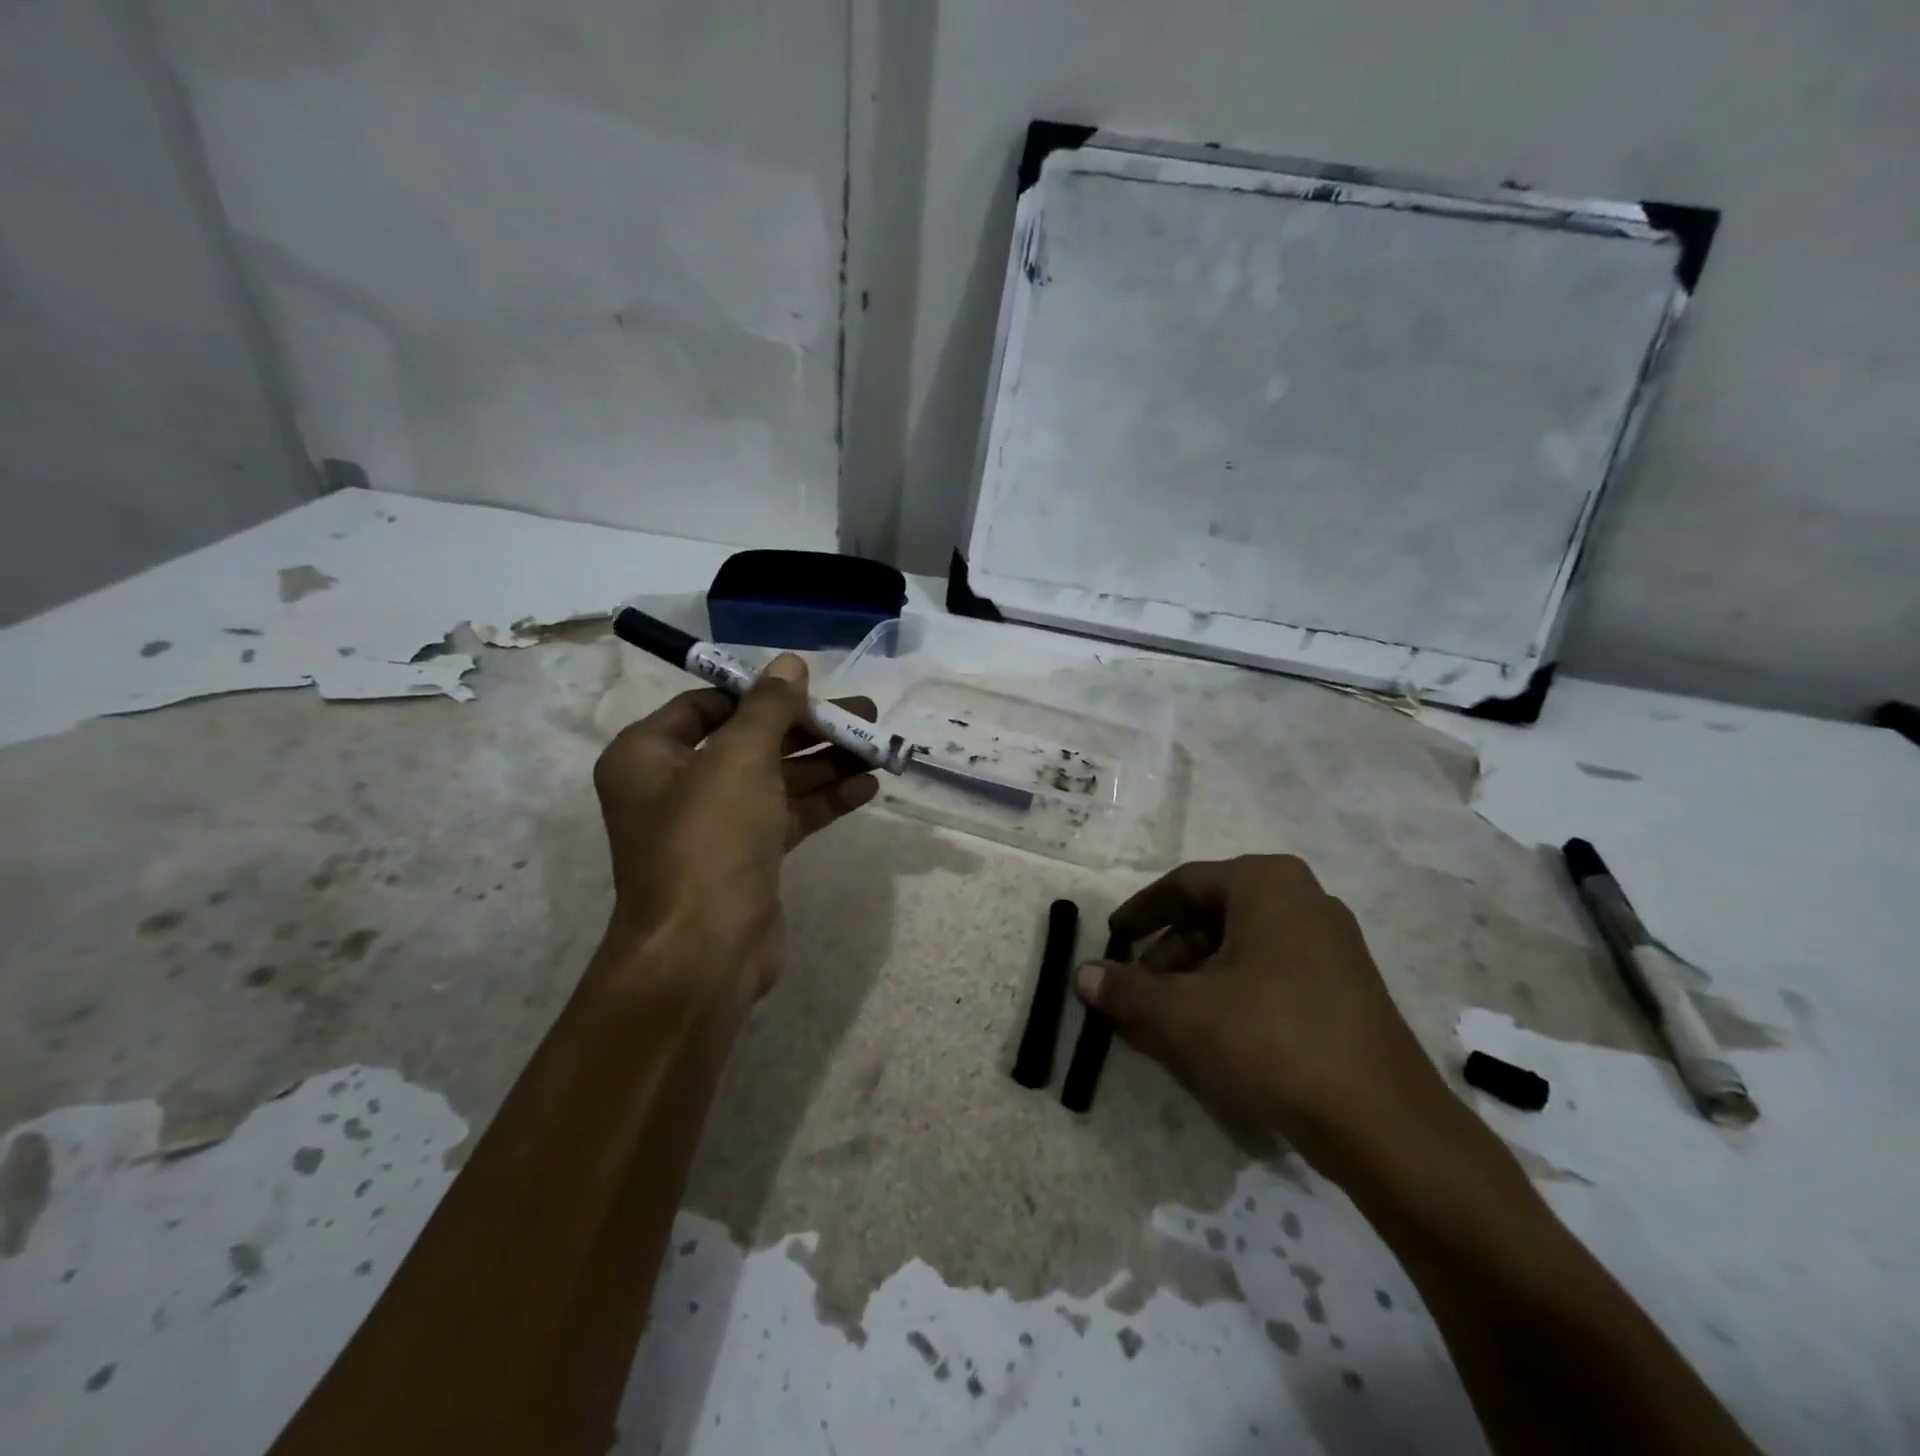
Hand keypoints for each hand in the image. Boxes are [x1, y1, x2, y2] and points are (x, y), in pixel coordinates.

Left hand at [592, 654, 878, 1004]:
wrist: (703, 951)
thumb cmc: (709, 839)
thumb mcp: (739, 759)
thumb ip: (768, 707)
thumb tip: (790, 663)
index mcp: (648, 755)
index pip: (707, 705)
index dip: (759, 693)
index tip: (810, 688)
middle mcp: (676, 786)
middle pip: (751, 742)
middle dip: (809, 729)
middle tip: (864, 716)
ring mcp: (713, 826)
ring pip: (776, 780)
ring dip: (826, 764)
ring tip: (878, 748)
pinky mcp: (747, 859)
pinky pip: (787, 816)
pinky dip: (824, 801)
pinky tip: (868, 787)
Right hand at [1077, 855, 1461, 1173]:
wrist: (1383, 1122)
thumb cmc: (1269, 1039)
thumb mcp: (1181, 1013)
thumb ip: (1125, 989)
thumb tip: (1083, 975)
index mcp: (1265, 883)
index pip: (1183, 885)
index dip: (1140, 914)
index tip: (1112, 940)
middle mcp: (1303, 899)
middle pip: (1213, 916)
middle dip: (1168, 954)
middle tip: (1138, 991)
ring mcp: (1333, 943)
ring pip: (1242, 948)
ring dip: (1197, 978)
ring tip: (1169, 1021)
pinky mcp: (1349, 987)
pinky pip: (1273, 973)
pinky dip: (1233, 993)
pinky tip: (1214, 1035)